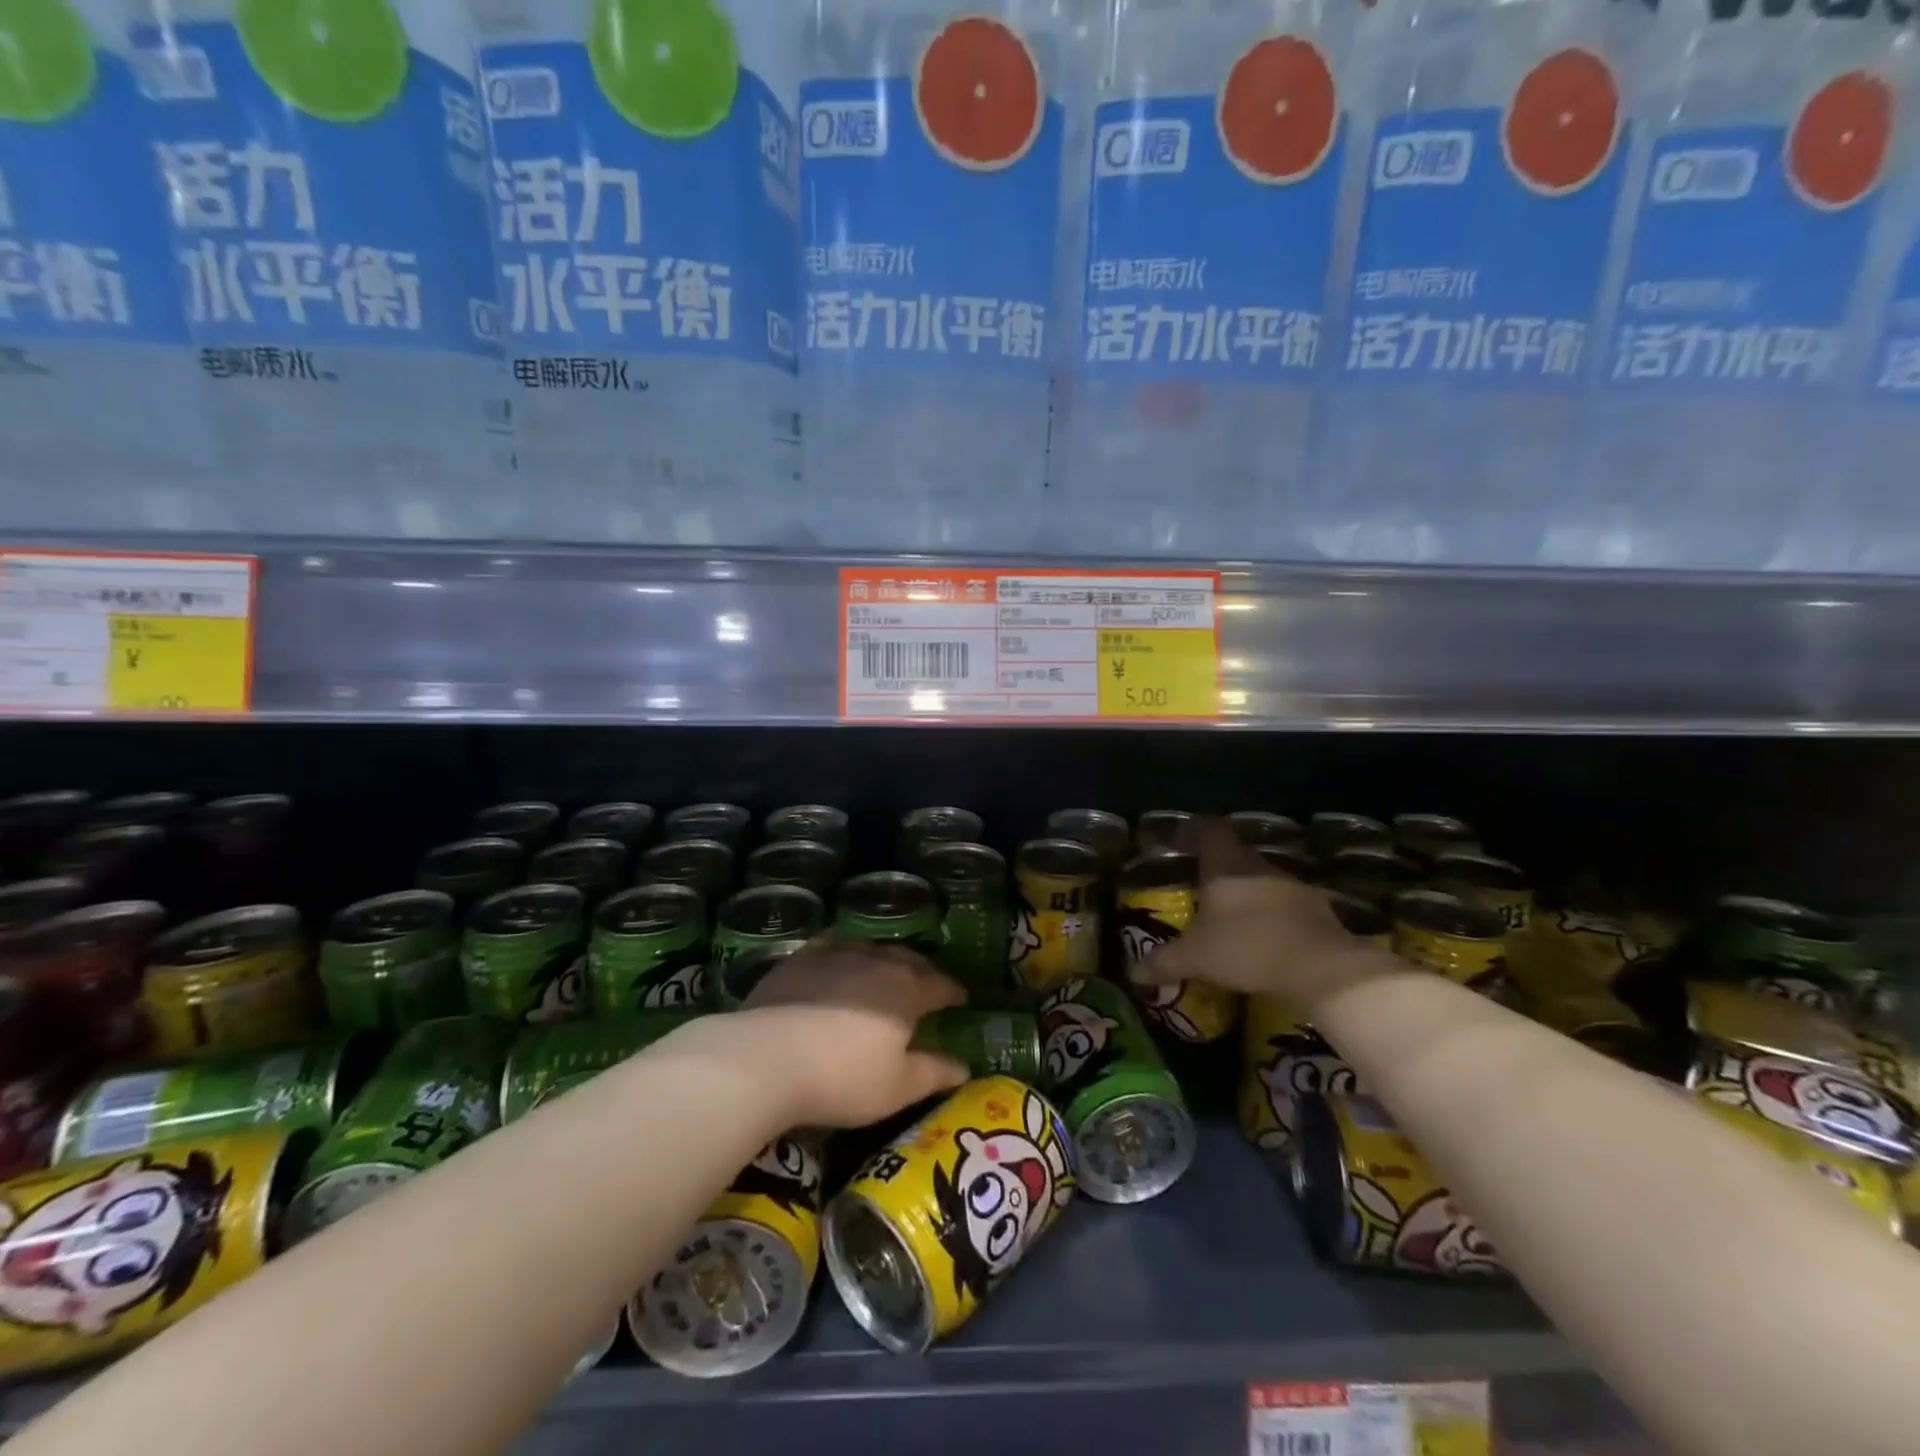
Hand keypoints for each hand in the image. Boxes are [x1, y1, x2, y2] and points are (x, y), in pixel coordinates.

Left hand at [736, 939, 968, 1127]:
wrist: (766, 1058)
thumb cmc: (842, 1078)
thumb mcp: (897, 1087)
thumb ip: (934, 1073)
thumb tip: (964, 1066)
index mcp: (907, 990)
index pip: (940, 984)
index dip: (953, 992)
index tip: (961, 999)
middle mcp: (876, 961)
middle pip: (908, 960)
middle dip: (922, 971)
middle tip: (927, 985)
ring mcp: (836, 954)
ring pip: (871, 949)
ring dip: (884, 959)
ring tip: (885, 972)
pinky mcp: (800, 959)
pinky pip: (833, 947)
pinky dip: (845, 954)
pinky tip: (840, 963)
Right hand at [1134, 819, 1370, 1004]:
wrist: (1320, 967)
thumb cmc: (1245, 948)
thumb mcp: (1195, 958)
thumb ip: (1163, 962)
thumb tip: (1133, 973)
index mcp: (1225, 866)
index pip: (1208, 830)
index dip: (1192, 831)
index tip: (1180, 842)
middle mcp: (1258, 866)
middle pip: (1235, 854)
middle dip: (1218, 867)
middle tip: (1201, 887)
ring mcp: (1291, 885)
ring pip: (1262, 878)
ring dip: (1247, 891)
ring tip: (1233, 916)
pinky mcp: (1318, 909)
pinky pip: (1286, 903)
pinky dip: (1273, 914)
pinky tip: (1266, 937)